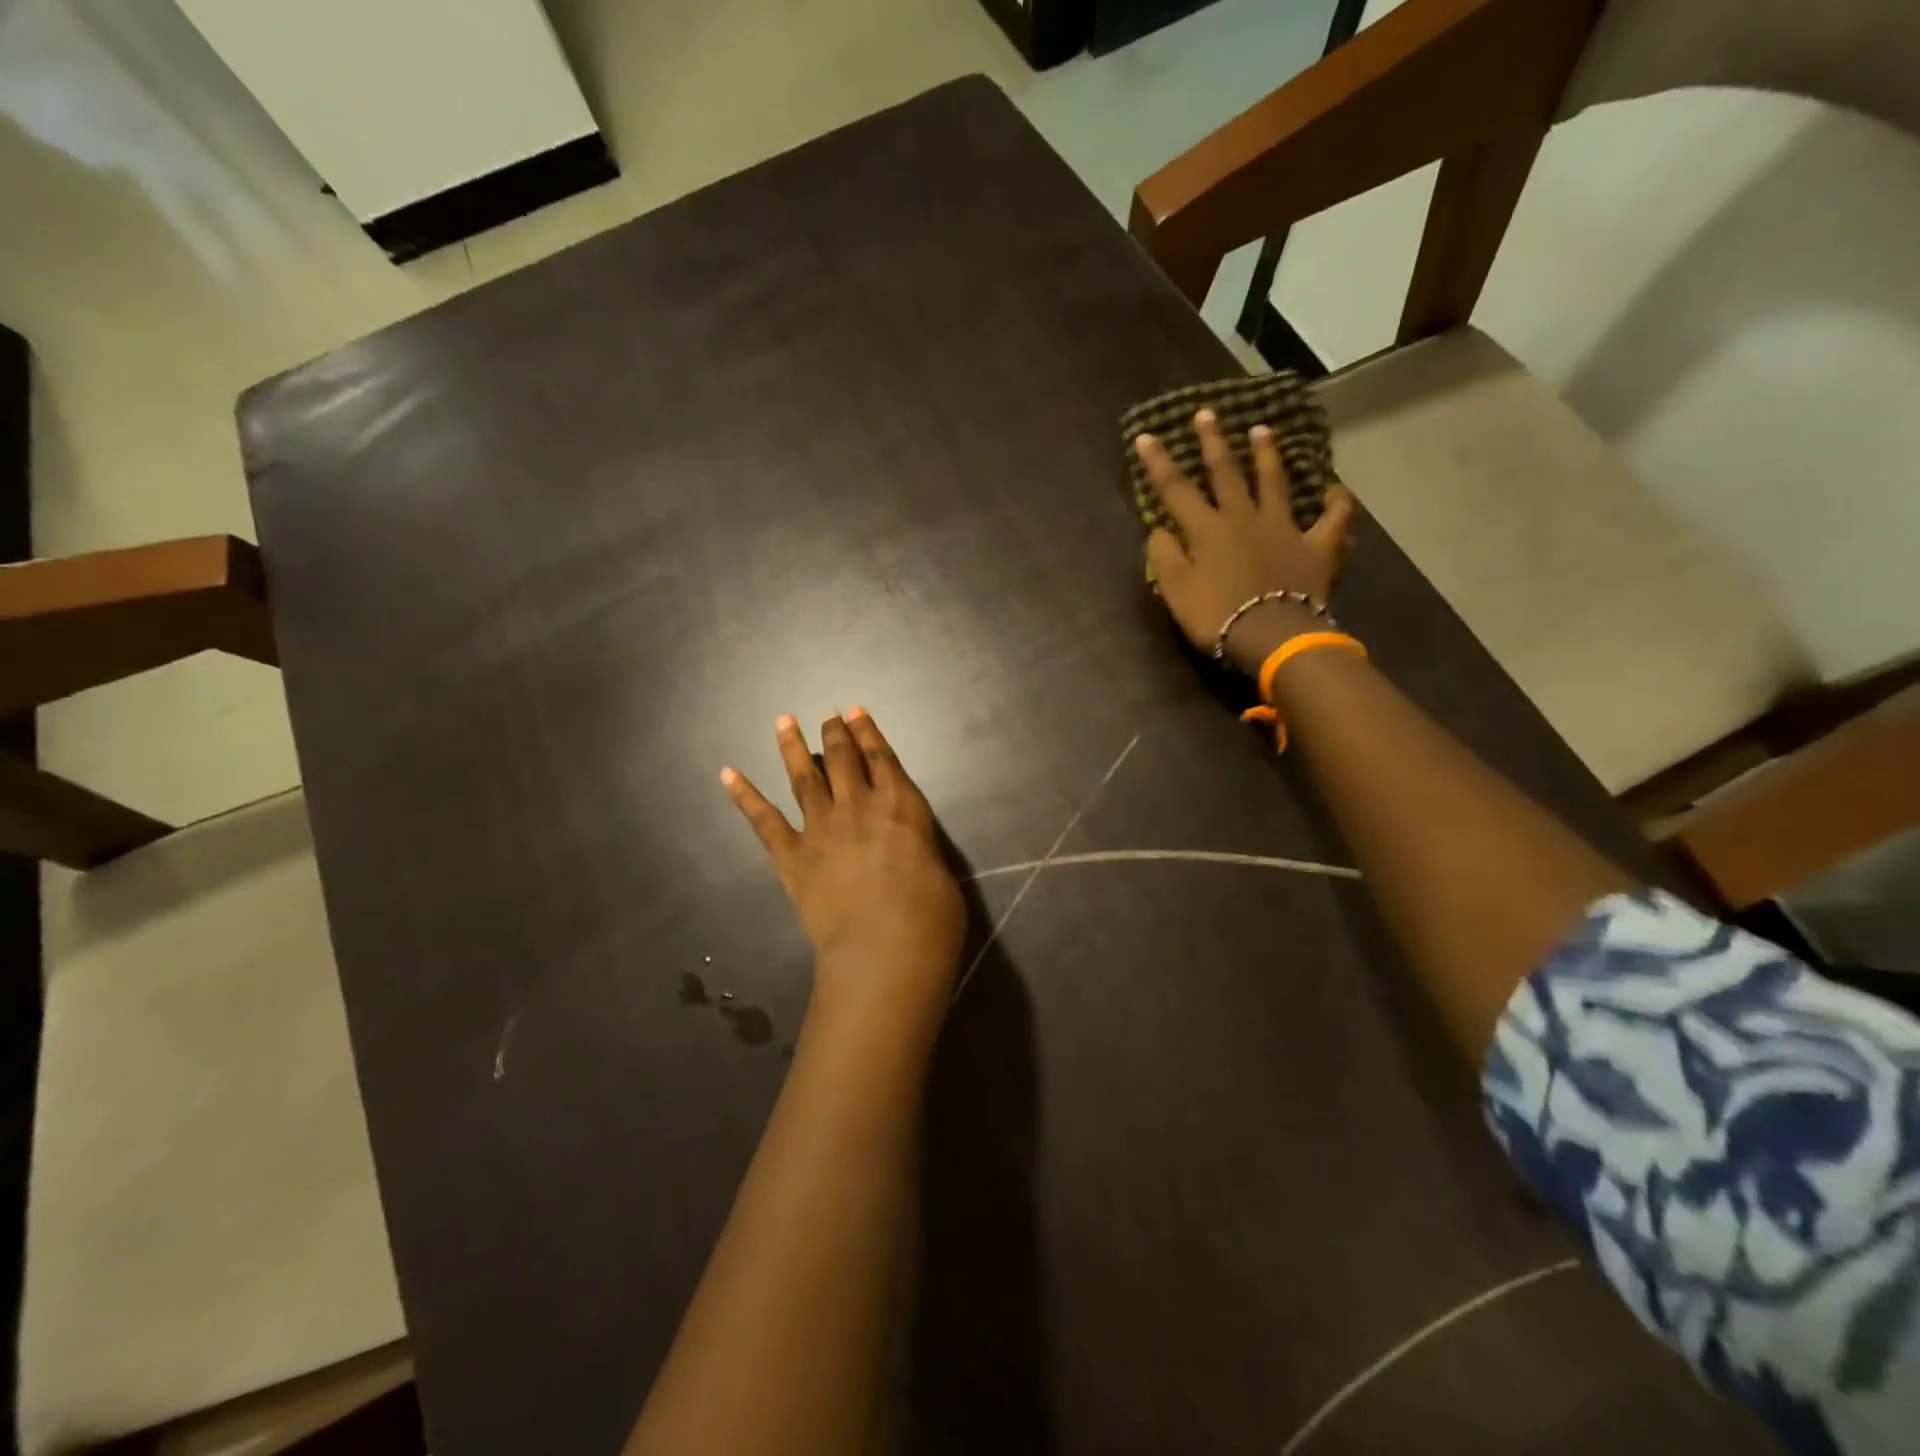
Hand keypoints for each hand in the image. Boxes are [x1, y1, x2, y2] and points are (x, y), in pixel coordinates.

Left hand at [723, 709, 965, 1031]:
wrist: (884, 949)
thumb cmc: (930, 916)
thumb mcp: (939, 868)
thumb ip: (916, 845)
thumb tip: (904, 844)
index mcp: (900, 804)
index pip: (881, 757)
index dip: (867, 731)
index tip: (854, 712)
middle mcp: (858, 805)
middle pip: (842, 758)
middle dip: (834, 733)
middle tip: (827, 716)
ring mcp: (821, 828)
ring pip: (804, 777)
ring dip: (793, 747)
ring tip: (783, 722)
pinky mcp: (792, 857)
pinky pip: (764, 820)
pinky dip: (744, 795)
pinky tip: (728, 774)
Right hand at [1136, 408, 1356, 674]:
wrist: (1272, 635)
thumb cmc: (1216, 616)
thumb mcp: (1175, 591)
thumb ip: (1165, 556)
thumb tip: (1161, 529)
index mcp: (1206, 529)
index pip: (1176, 490)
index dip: (1159, 462)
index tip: (1147, 436)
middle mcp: (1244, 518)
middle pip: (1226, 473)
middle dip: (1213, 442)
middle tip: (1207, 413)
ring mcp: (1284, 528)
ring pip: (1275, 483)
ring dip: (1268, 455)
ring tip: (1264, 430)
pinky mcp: (1317, 546)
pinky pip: (1333, 518)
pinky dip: (1337, 502)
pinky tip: (1336, 490)